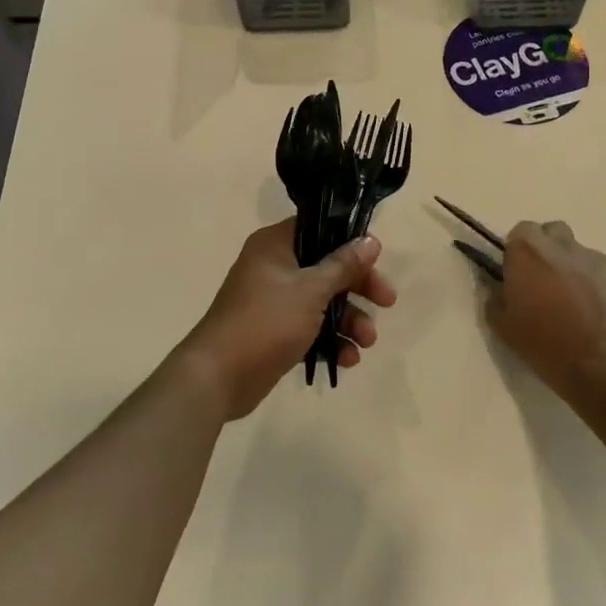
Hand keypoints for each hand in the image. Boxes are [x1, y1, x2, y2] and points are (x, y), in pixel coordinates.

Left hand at [178, 219, 397, 419]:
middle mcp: (274, 267)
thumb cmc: (266, 321)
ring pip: (322, 301)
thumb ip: (343, 265)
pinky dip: (330, 340)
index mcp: (275, 245)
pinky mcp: (275, 332)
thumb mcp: (311, 290)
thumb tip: (370, 239)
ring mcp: (274, 301)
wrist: (218, 377)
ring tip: (367, 342)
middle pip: (327, 267)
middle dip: (358, 288)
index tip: (376, 258)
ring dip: (349, 319)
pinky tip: (347, 359)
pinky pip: (311, 328)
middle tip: (387, 301)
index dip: (350, 241)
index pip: (320, 229)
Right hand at [486, 221, 605, 401]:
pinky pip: (605, 275)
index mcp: (530, 252)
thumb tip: (498, 288)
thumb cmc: (550, 347)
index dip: (518, 252)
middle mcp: (564, 246)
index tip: (518, 276)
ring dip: (574, 271)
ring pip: (580, 255)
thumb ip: (495, 300)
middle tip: (545, 284)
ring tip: (576, 307)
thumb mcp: (505, 330)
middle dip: (547, 251)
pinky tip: (600, 317)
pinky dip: (599, 288)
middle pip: (553, 233)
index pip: (520, 233)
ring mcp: (599, 260)